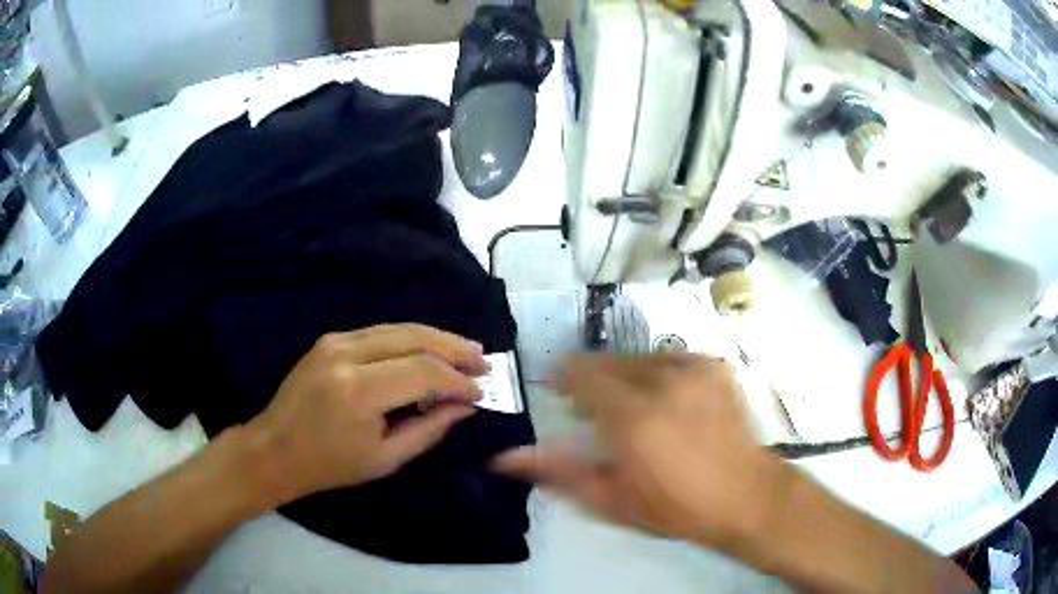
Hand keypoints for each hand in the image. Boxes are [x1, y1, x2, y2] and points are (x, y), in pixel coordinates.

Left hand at [245, 324, 487, 504]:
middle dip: (454, 349)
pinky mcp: (330, 339)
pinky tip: (430, 349)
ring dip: (436, 338)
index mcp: (359, 391)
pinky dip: (411, 339)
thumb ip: (430, 429)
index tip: (481, 392)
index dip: (458, 380)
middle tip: (483, 361)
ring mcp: (335, 341)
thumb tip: (465, 405)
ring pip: (399, 328)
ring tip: (466, 351)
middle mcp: (347, 354)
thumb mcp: (386, 459)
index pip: (423, 372)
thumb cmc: (330, 464)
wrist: (276, 449)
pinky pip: (381, 332)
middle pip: (414, 338)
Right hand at [492, 354, 787, 554]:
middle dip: (594, 381)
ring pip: (639, 357)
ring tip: (634, 406)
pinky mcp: (715, 368)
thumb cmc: (674, 506)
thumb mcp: (610, 499)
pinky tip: (667, 399)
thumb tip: (506, 458)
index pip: (579, 375)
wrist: (744, 496)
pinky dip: (660, 372)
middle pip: (608, 362)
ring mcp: (693, 369)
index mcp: (631, 416)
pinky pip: (672, 357)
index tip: (560, 391)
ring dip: (626, 375)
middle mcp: (661, 382)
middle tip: (597, 410)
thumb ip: (557, 472)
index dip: (564, 378)